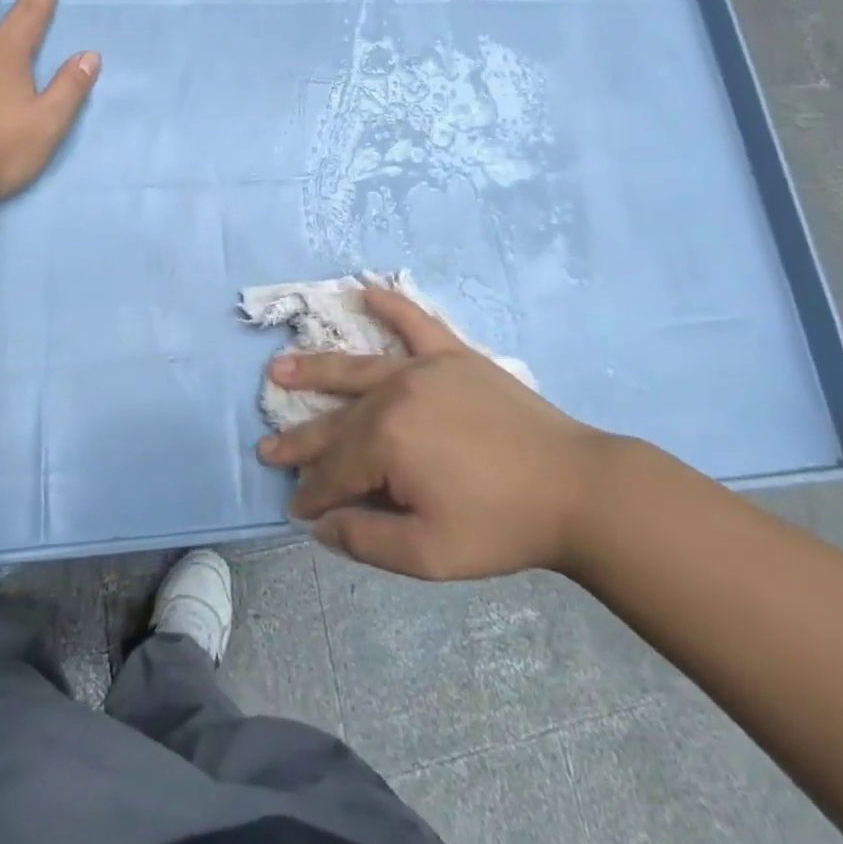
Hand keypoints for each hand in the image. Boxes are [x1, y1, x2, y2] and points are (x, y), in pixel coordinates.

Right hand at [256, 288, 611, 580]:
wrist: (574, 487)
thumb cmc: (500, 525)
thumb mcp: (428, 554)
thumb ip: (365, 541)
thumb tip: (320, 524)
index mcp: (387, 442)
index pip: (335, 471)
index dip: (313, 496)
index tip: (295, 510)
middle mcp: (395, 394)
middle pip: (338, 422)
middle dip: (301, 442)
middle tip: (267, 449)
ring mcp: (424, 368)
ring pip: (357, 368)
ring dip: (316, 369)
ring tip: (279, 367)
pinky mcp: (453, 355)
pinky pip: (415, 323)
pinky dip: (390, 306)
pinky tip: (365, 290)